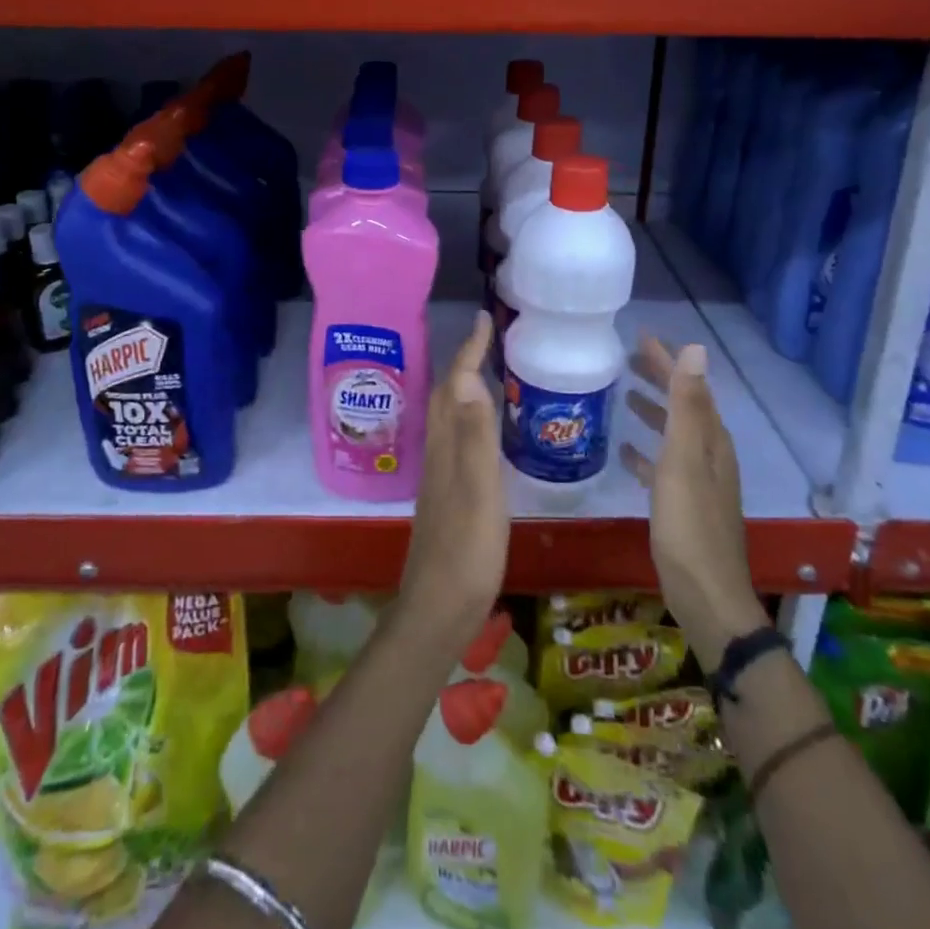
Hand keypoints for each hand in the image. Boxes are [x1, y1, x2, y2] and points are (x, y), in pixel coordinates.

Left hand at [400, 311, 508, 650]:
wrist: (439, 608)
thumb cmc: (466, 550)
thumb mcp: (479, 491)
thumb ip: (475, 437)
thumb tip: (469, 379)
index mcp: (447, 446)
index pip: (456, 385)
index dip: (469, 351)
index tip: (484, 320)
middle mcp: (438, 452)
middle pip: (447, 395)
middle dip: (465, 361)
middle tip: (490, 339)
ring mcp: (441, 474)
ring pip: (450, 416)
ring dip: (466, 387)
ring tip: (490, 372)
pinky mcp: (448, 493)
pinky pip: (457, 438)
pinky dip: (471, 418)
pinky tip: (485, 430)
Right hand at [622, 335, 768, 670]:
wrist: (706, 595)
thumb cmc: (689, 525)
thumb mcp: (683, 460)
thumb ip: (686, 405)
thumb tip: (696, 349)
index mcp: (711, 440)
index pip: (690, 387)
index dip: (668, 361)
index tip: (641, 338)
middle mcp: (709, 455)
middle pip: (684, 406)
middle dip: (660, 380)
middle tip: (628, 361)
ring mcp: (698, 481)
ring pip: (674, 434)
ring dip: (653, 412)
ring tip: (625, 397)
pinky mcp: (683, 505)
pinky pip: (663, 466)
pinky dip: (646, 453)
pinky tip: (624, 452)